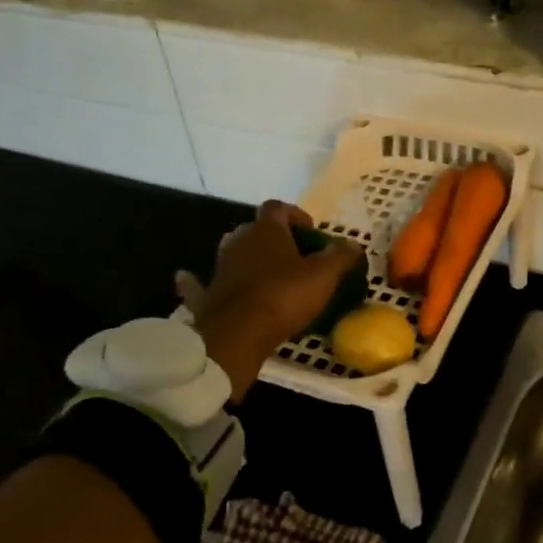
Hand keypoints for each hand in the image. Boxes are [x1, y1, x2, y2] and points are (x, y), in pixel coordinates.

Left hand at [176, 201, 364, 399]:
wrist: (236, 335)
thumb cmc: (283, 296)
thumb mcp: (324, 275)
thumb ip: (340, 257)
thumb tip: (354, 245)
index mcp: (266, 230)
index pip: (278, 208)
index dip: (296, 215)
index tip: (311, 232)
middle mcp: (238, 241)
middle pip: (255, 230)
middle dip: (274, 239)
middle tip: (295, 257)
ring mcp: (219, 268)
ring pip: (234, 254)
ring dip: (247, 259)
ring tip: (267, 274)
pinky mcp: (206, 295)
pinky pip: (201, 284)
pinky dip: (196, 282)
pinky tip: (187, 279)